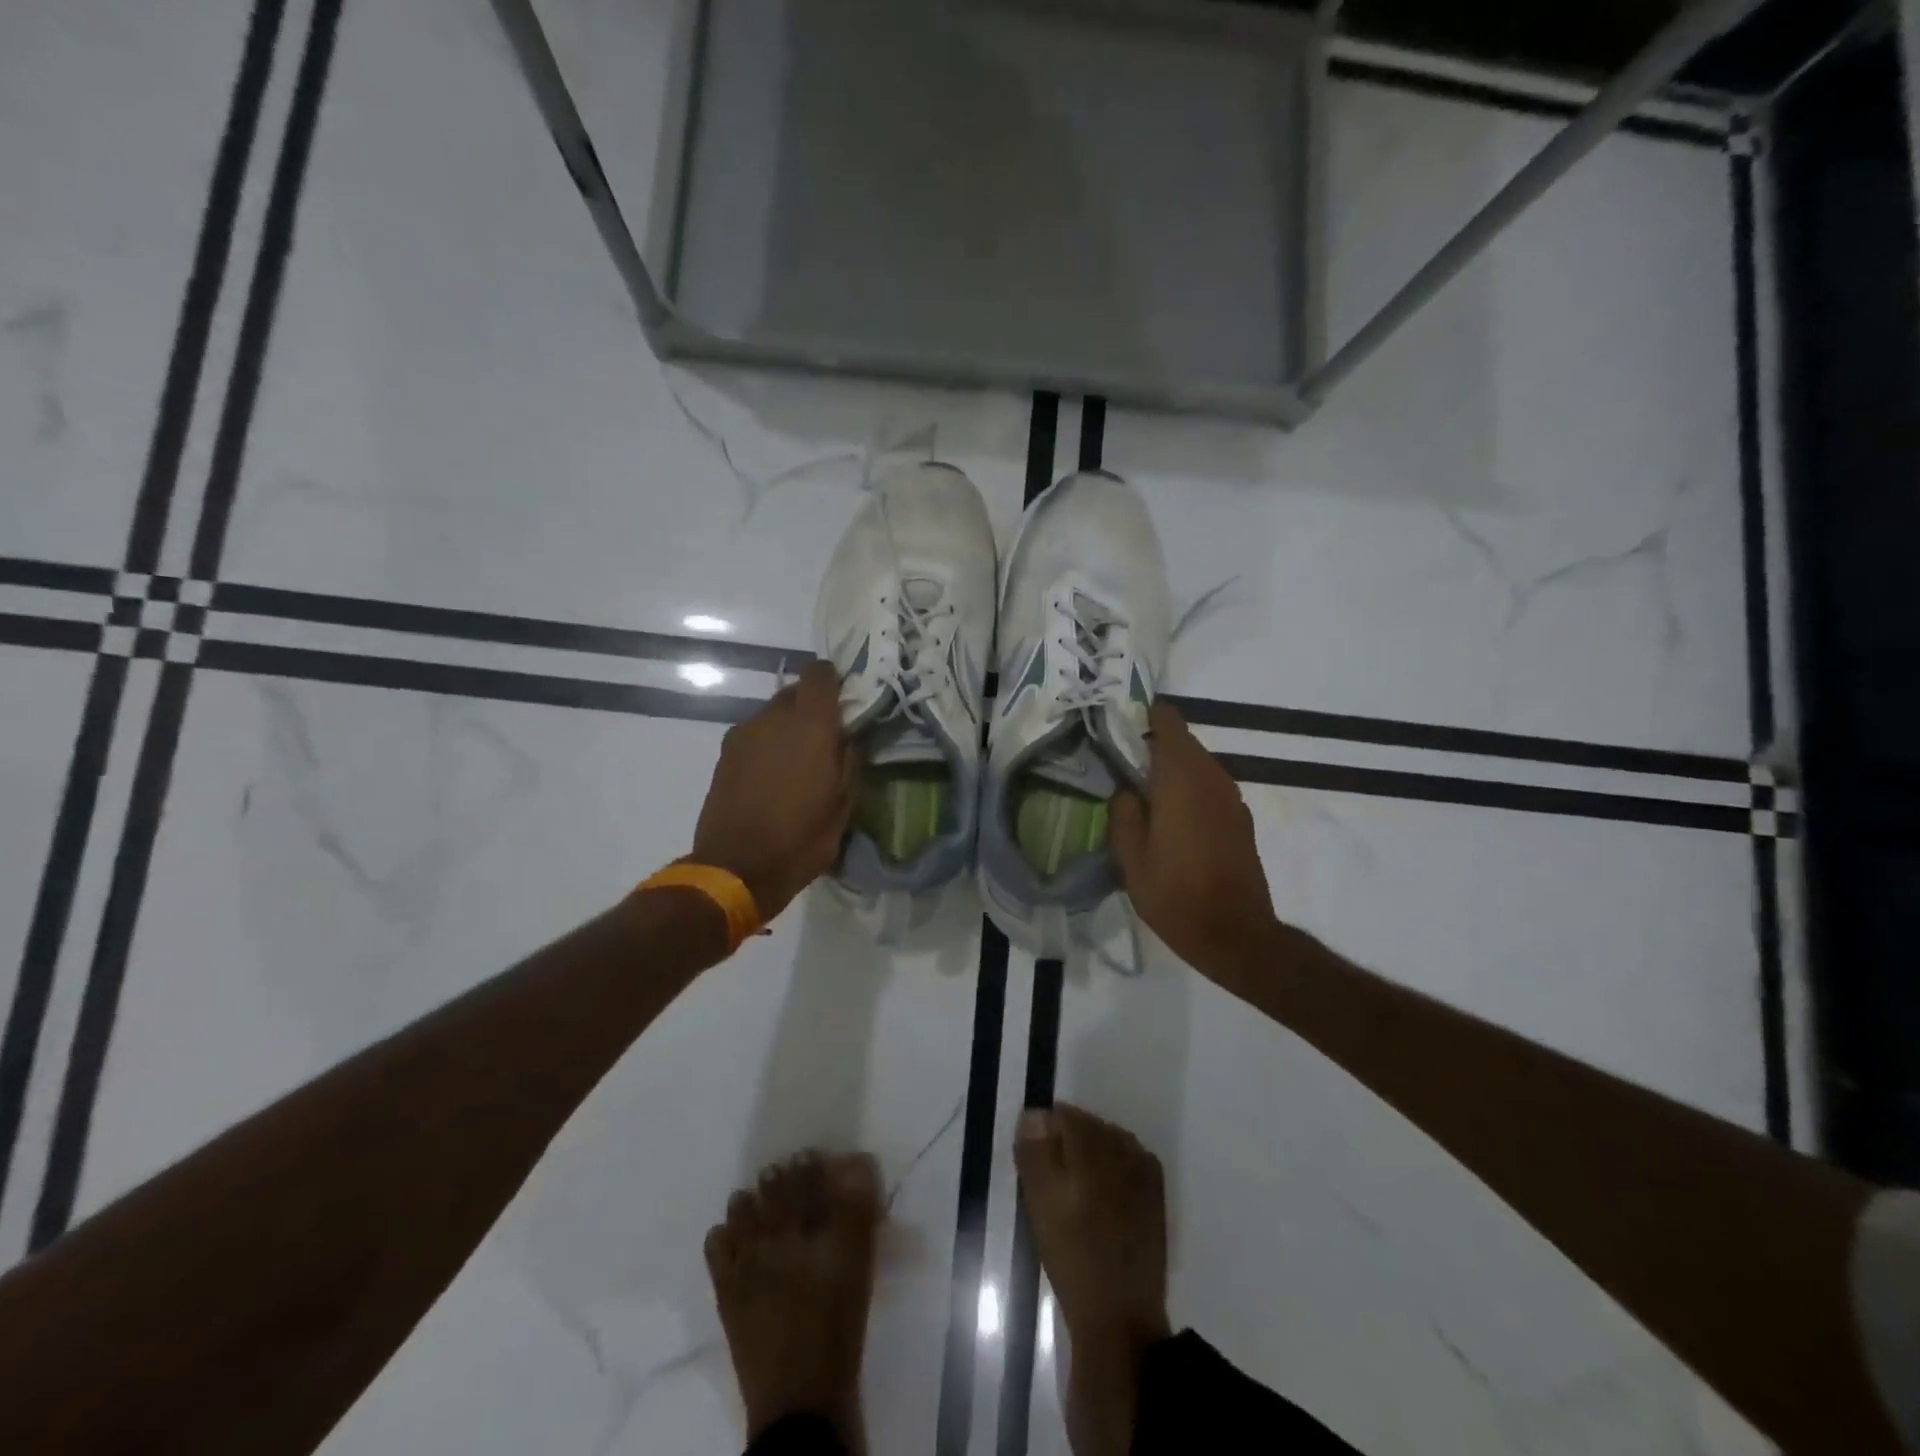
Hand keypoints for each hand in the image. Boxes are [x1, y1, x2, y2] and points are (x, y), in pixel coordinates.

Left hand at [691, 661, 859, 920]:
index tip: (844, 701)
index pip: (819, 673)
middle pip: (794, 692)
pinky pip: (754, 736)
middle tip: (825, 739)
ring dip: (787, 729)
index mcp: (810, 724)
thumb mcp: (843, 804)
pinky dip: (767, 746)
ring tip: (797, 764)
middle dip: (811, 708)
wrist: (736, 869)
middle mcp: (773, 718)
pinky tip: (772, 779)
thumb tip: (849, 736)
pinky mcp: (724, 755)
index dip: (833, 680)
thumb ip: (850, 760)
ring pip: (772, 715)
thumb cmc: (801, 838)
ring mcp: (743, 735)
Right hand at [1110, 703, 1278, 975]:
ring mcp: (1232, 798)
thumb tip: (1126, 789)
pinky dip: (1191, 789)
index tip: (1123, 726)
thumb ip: (1124, 814)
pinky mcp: (1241, 819)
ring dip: (1174, 769)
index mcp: (1181, 779)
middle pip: (1184, 742)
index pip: (1169, 723)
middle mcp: (1211, 778)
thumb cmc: (1175, 895)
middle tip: (1124, 765)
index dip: (1146, 717)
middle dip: (1155, 745)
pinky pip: (1211, 787)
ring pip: (1199, 765)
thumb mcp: (1131, 858)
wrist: (1235, 934)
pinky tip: (1173, 818)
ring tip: (1145, 793)